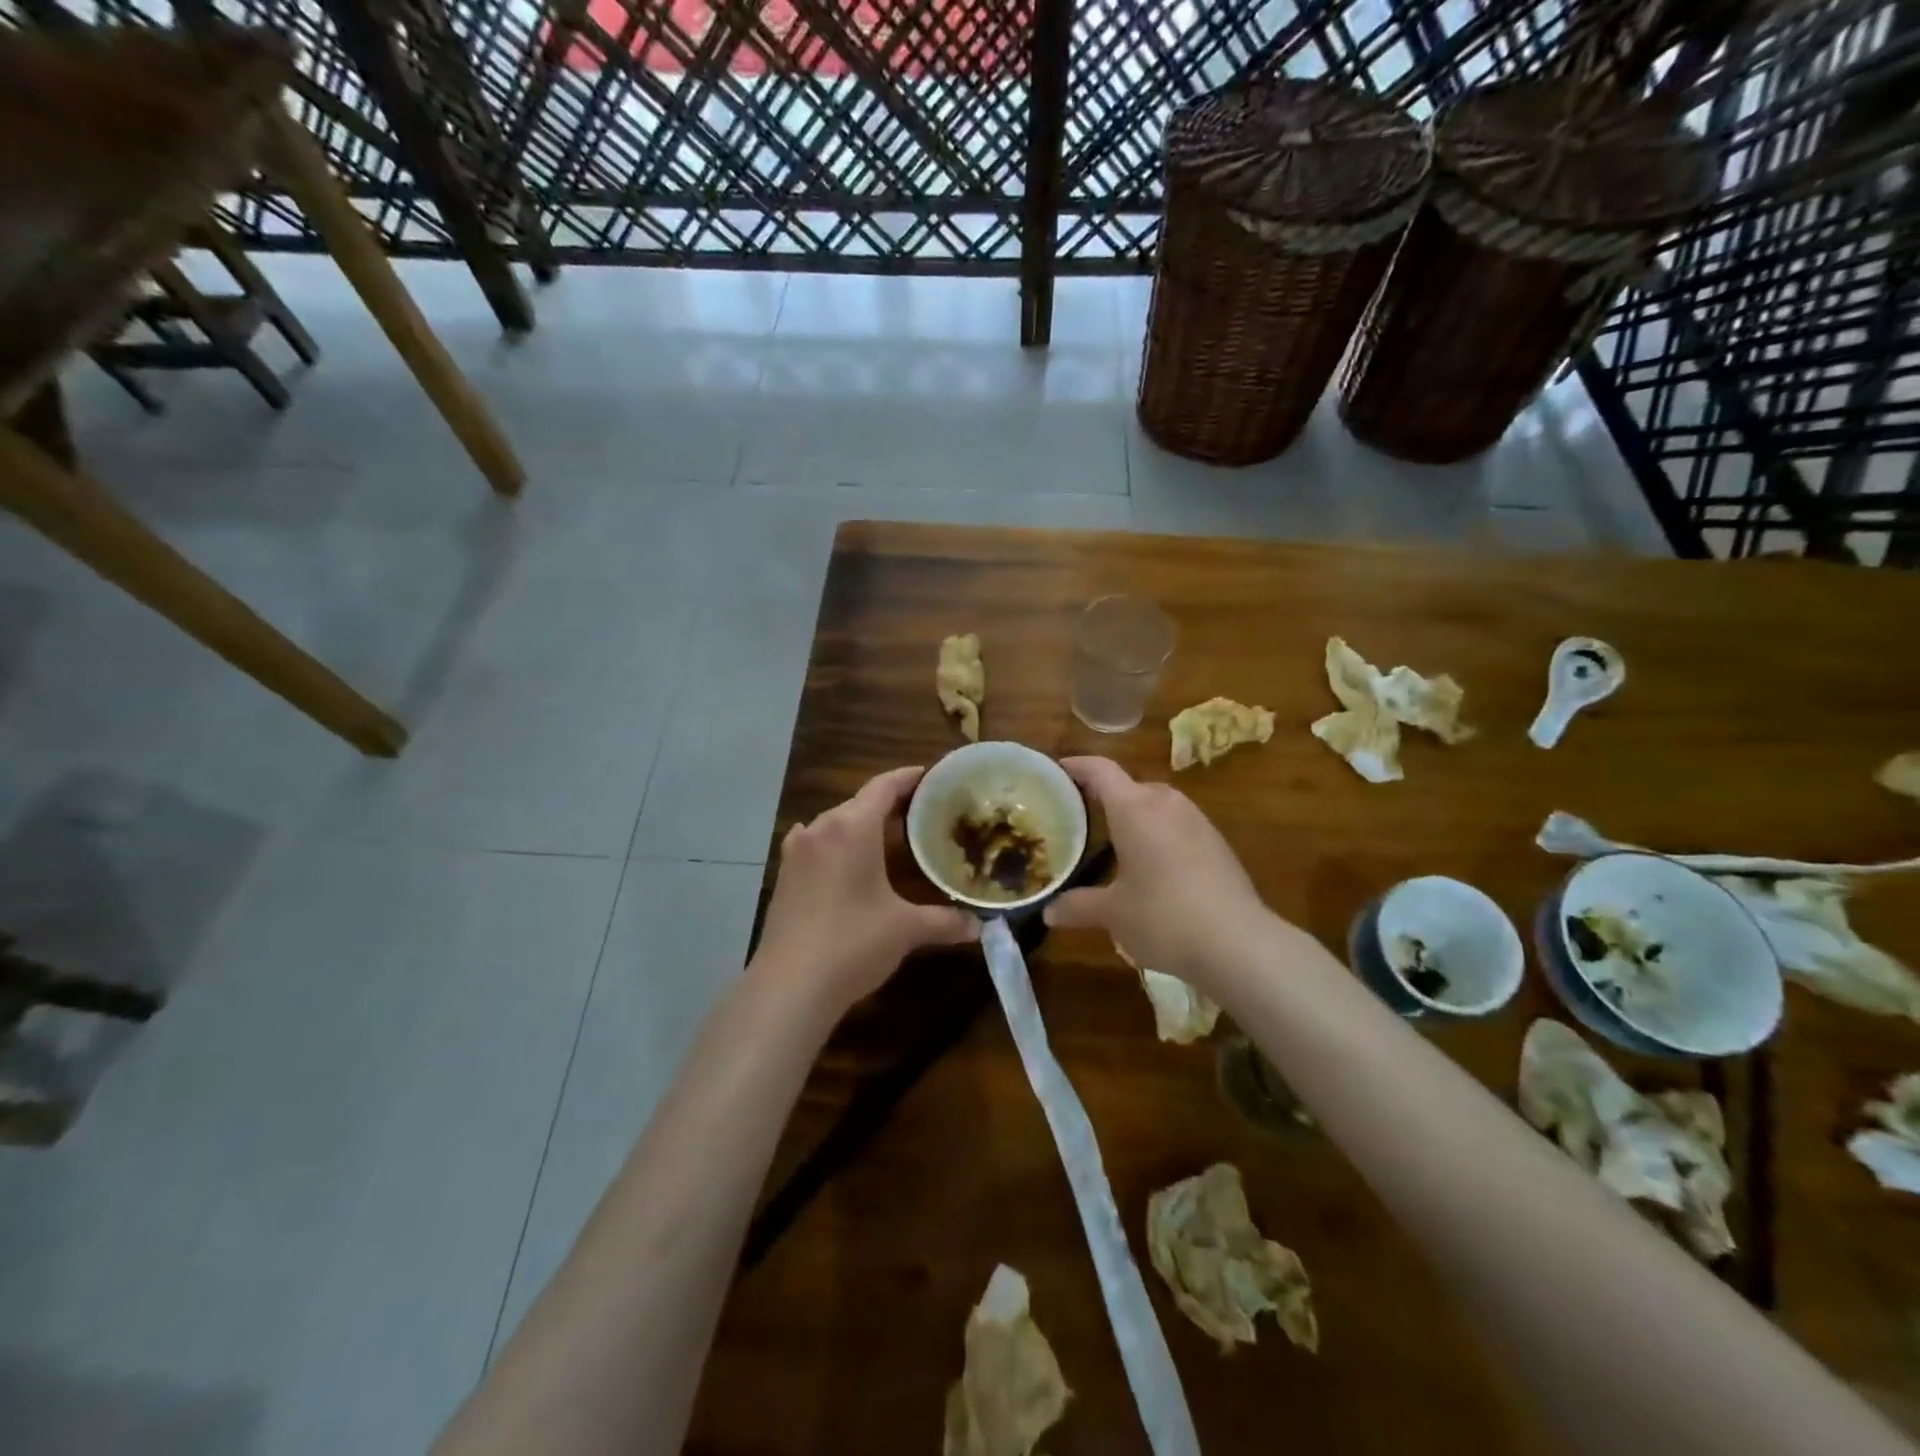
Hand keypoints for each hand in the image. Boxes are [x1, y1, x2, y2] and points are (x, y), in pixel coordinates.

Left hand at [752, 766, 978, 1015]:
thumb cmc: (853, 944)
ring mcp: (797, 852)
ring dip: (858, 824)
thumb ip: (945, 921)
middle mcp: (821, 829)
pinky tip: (839, 857)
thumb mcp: (906, 929)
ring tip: (885, 836)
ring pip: (833, 823)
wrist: (789, 986)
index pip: (883, 787)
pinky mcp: (784, 876)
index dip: (907, 778)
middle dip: (887, 804)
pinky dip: (833, 844)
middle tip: (919, 812)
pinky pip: (813, 844)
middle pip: (858, 802)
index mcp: (852, 828)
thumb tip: (979, 926)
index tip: (929, 775)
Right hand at [1044, 757, 1272, 990]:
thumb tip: (1049, 912)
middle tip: (1081, 816)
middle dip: (1105, 797)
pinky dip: (1159, 835)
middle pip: (1130, 786)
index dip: (1077, 766)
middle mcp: (1166, 804)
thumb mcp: (1112, 914)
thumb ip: (1078, 906)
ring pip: (1157, 806)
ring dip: (1135, 817)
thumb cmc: (1164, 917)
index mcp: (1135, 809)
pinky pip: (1178, 826)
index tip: (1057, 770)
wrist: (1239, 943)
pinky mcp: (1218, 843)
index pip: (1101, 770)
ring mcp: (1197, 821)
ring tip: (1115, 842)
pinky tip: (1154, 867)